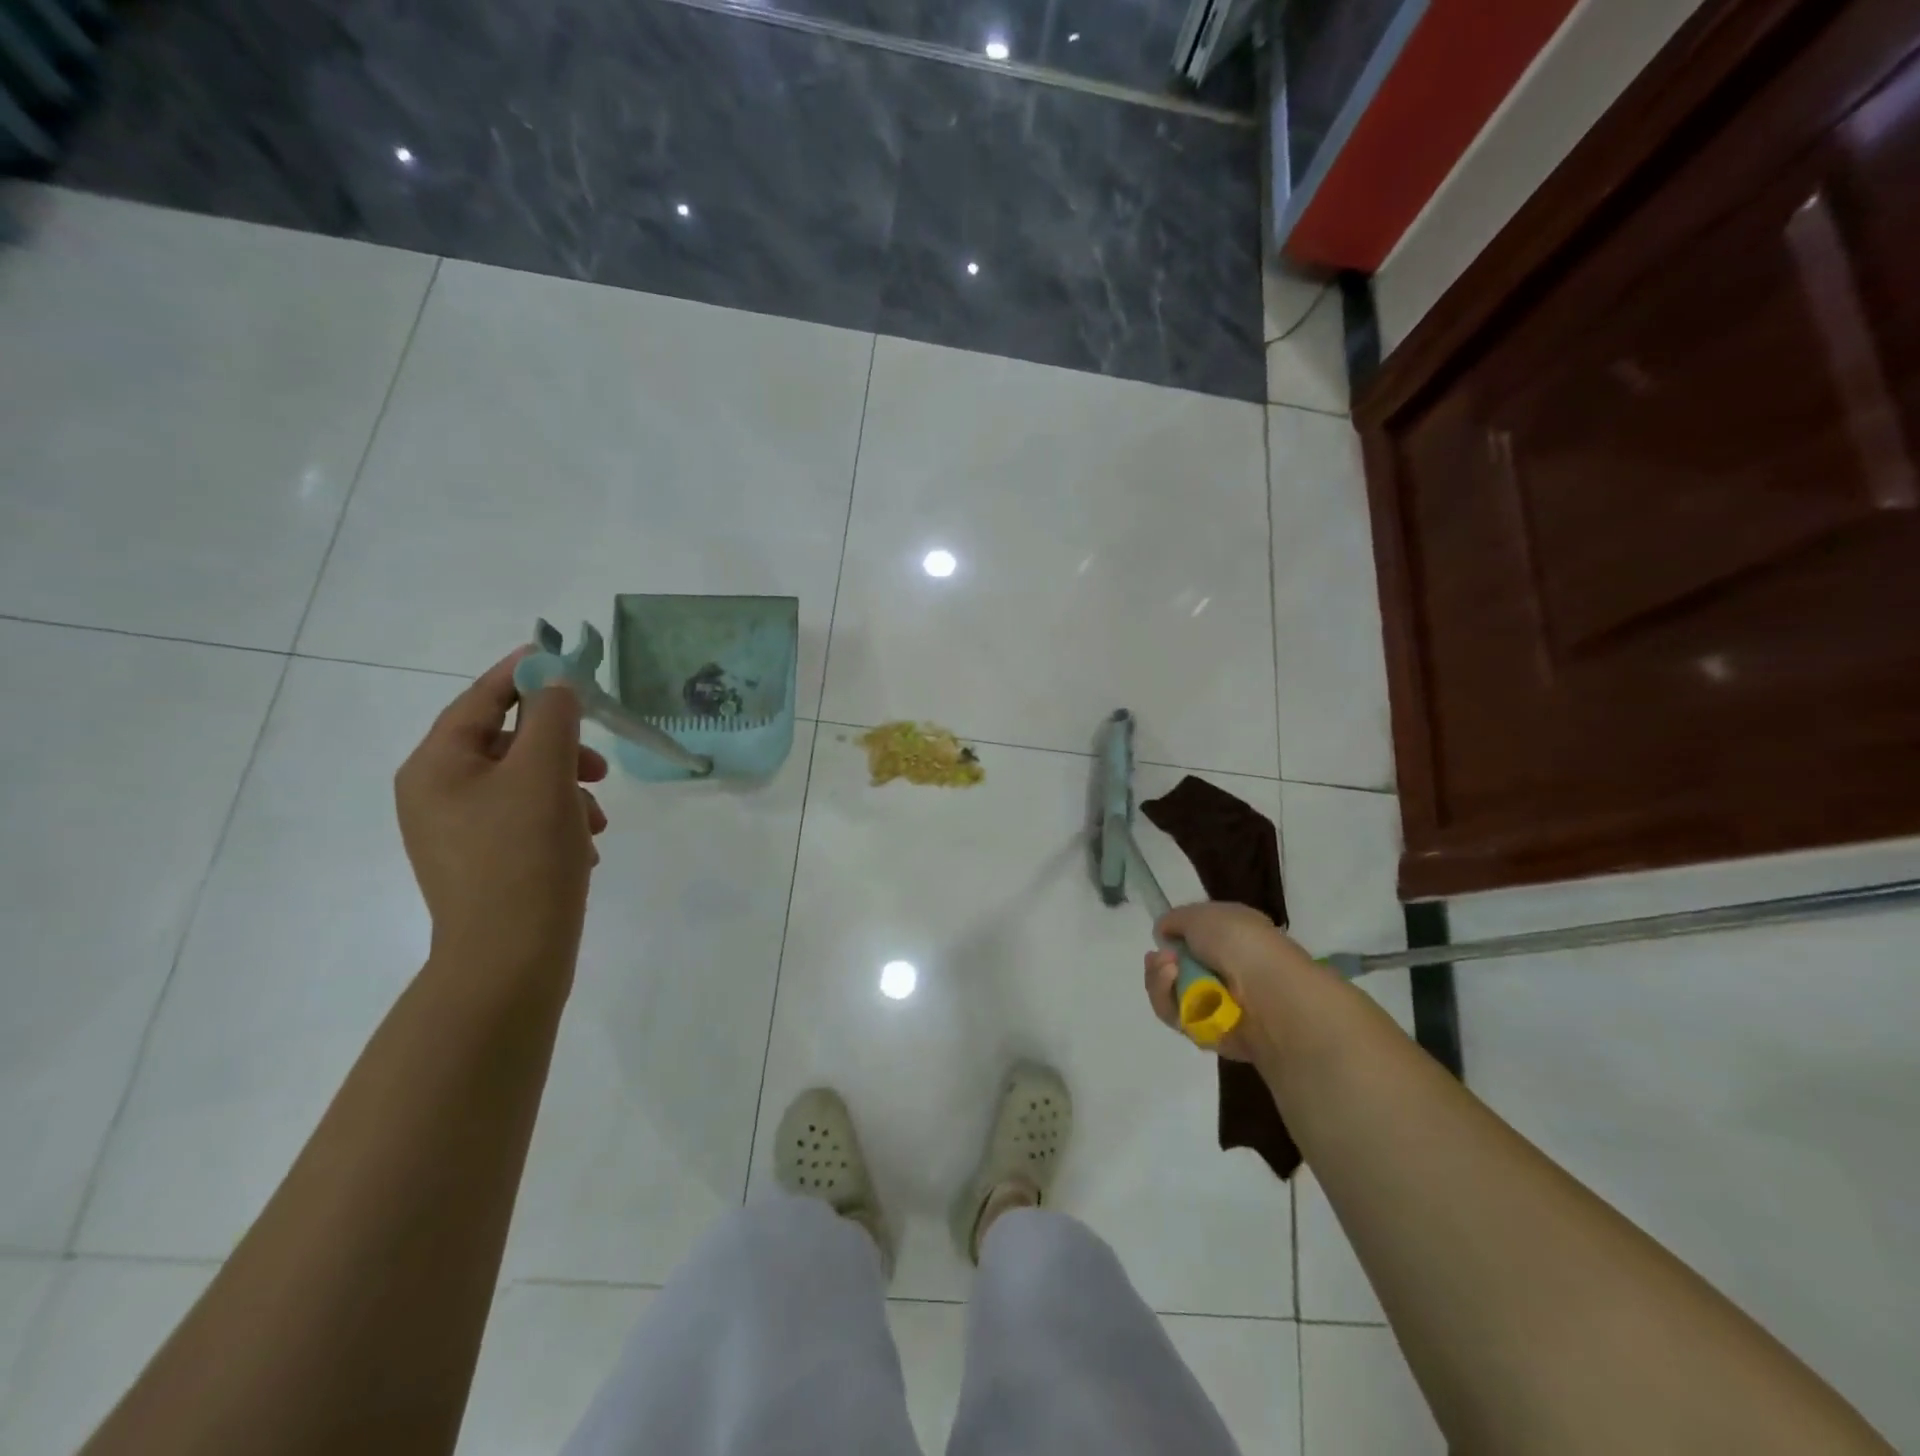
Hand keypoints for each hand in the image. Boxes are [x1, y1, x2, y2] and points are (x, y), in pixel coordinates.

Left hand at [395, 649, 609, 983]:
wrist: (510, 959)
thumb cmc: (525, 856)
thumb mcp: (544, 774)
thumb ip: (552, 716)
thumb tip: (554, 679)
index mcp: (436, 766)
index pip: (481, 699)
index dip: (524, 674)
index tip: (565, 657)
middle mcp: (435, 793)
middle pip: (507, 743)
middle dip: (560, 748)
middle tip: (600, 765)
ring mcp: (456, 831)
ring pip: (523, 783)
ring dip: (567, 789)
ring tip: (597, 820)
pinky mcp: (481, 861)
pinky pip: (523, 819)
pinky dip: (558, 820)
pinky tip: (584, 845)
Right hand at [1143, 902, 1323, 1062]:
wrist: (1268, 993)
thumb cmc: (1239, 942)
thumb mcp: (1200, 914)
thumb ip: (1175, 920)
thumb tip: (1164, 933)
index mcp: (1232, 939)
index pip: (1193, 940)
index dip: (1173, 938)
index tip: (1162, 938)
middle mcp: (1225, 970)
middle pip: (1174, 969)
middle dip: (1160, 962)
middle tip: (1161, 959)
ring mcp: (1217, 1002)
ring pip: (1169, 993)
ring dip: (1160, 980)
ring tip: (1169, 971)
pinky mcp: (1209, 1031)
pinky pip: (1175, 1017)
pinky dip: (1168, 1002)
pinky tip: (1177, 990)